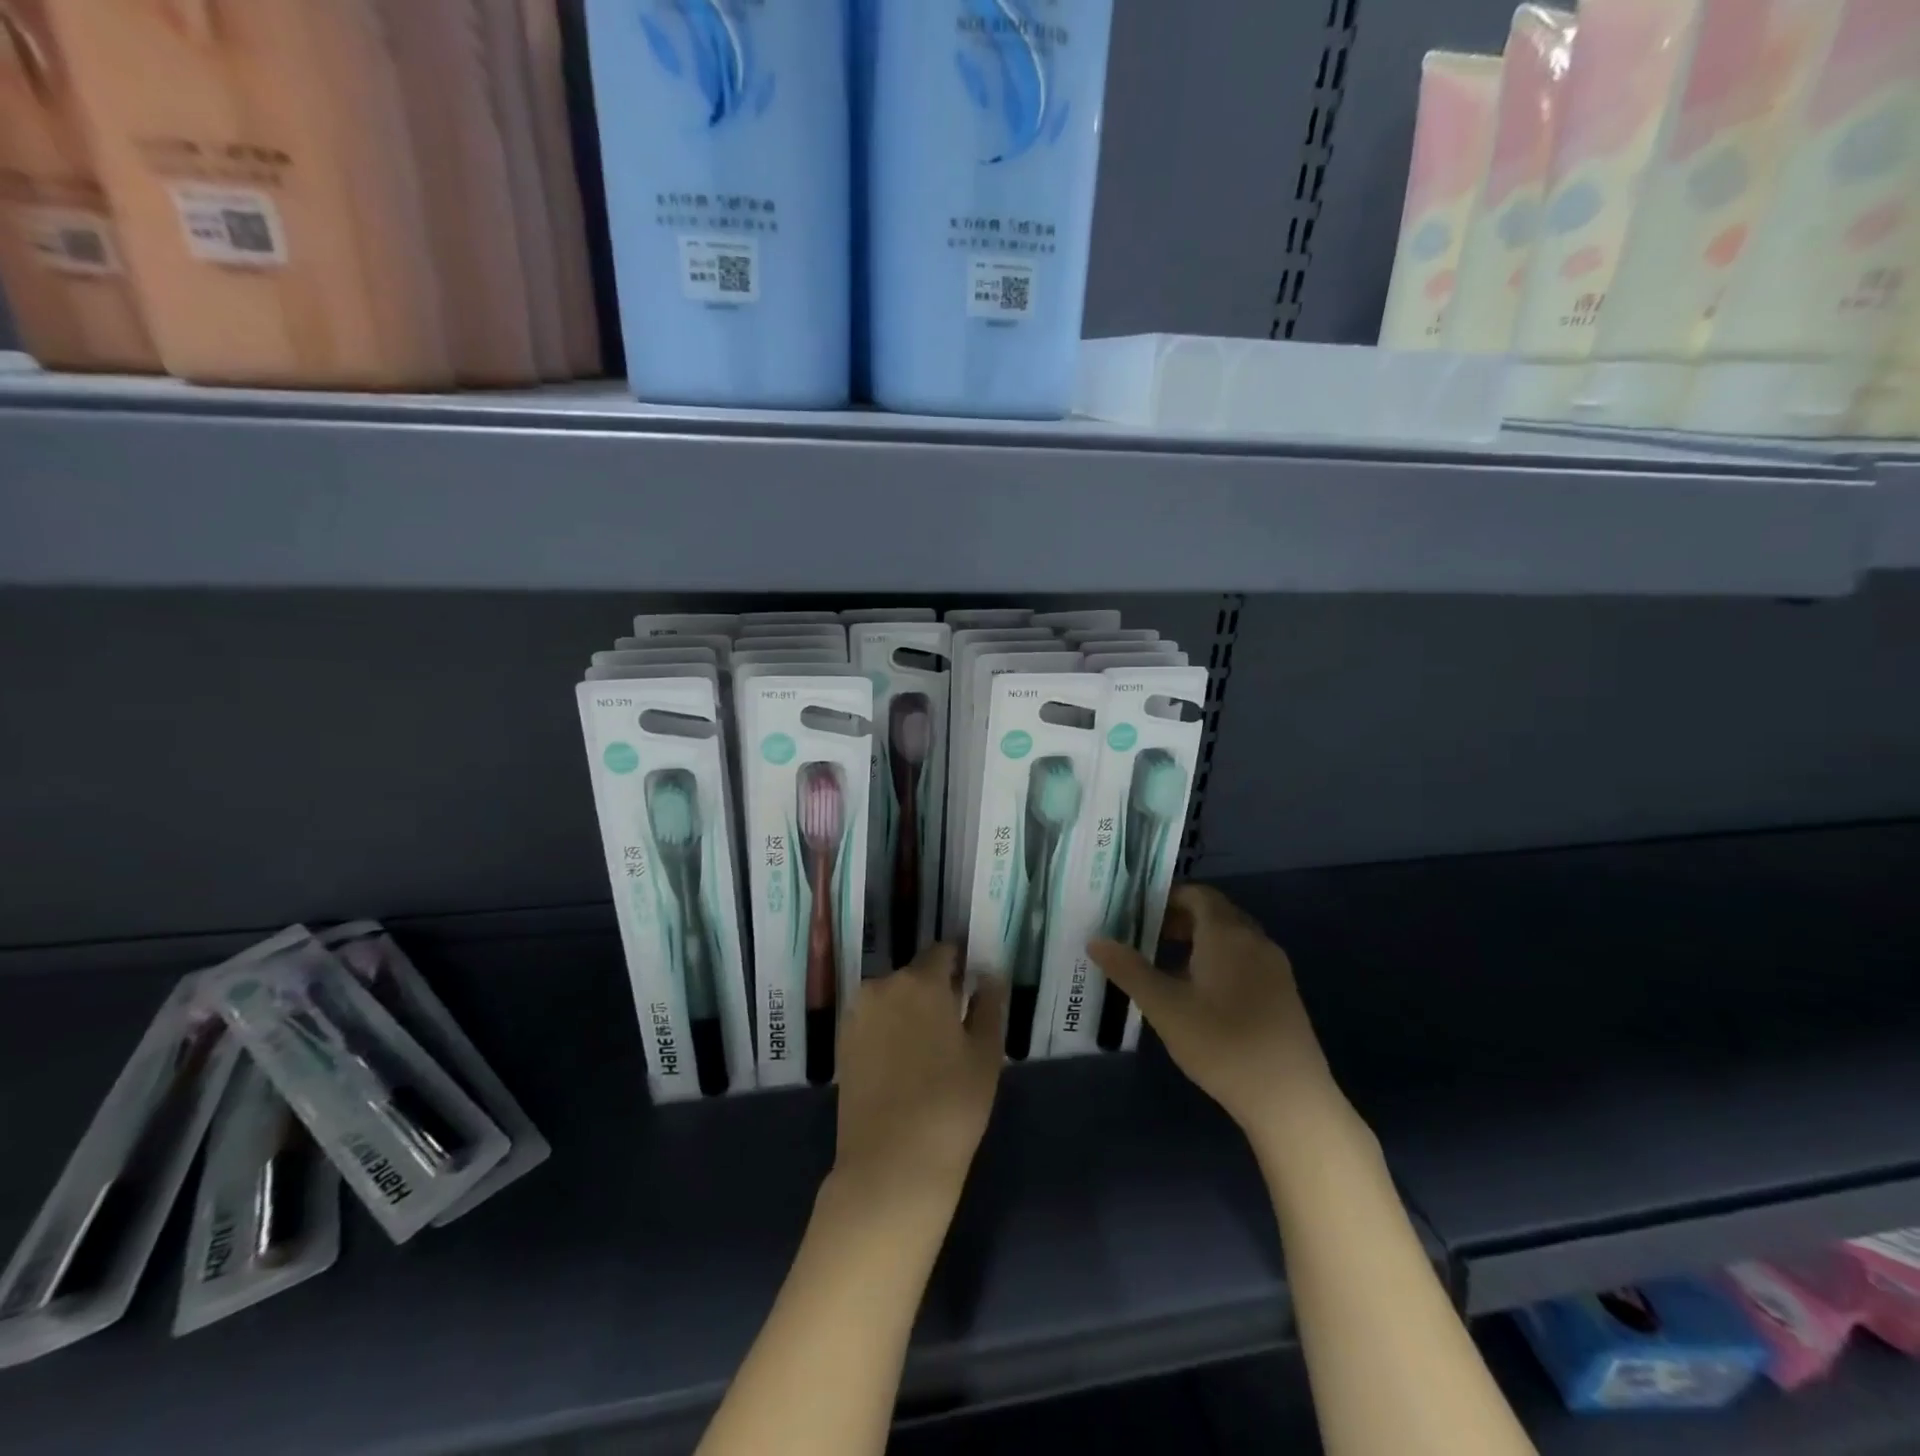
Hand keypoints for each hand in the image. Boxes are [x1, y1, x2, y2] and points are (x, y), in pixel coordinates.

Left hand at [832, 945, 1005, 1204]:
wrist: (891, 1164)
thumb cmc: (951, 1104)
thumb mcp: (986, 1054)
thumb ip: (989, 1006)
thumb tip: (990, 977)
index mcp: (921, 980)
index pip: (943, 952)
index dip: (960, 965)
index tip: (973, 987)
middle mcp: (883, 986)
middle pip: (915, 975)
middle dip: (935, 991)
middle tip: (955, 1026)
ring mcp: (857, 1015)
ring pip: (892, 999)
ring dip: (910, 1011)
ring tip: (929, 1051)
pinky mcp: (842, 1044)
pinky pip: (874, 1022)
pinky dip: (889, 1031)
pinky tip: (903, 1065)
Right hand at [1090, 884, 1342, 1144]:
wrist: (1290, 1099)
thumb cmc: (1222, 1044)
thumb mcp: (1165, 1007)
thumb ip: (1129, 970)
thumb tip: (1096, 940)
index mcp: (1227, 933)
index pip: (1197, 894)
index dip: (1167, 898)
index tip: (1137, 913)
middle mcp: (1255, 940)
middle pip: (1215, 913)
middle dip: (1179, 919)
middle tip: (1145, 938)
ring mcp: (1274, 967)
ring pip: (1231, 938)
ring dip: (1198, 942)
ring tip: (1166, 967)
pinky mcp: (1283, 994)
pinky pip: (1245, 960)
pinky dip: (1219, 961)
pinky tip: (1200, 996)